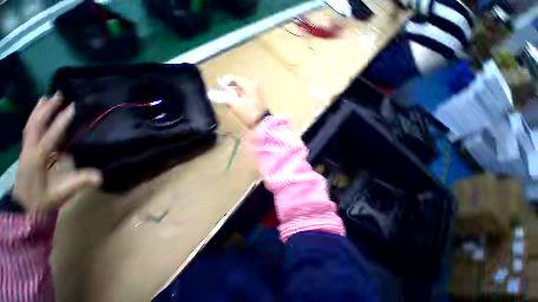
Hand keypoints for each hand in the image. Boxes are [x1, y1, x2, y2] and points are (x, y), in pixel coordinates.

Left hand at [13, 93, 101, 212]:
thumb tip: (100, 176)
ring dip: (39, 110)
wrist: (24, 208)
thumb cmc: (43, 200)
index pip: (50, 135)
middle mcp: (30, 150)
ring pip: (30, 125)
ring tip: (47, 97)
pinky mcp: (26, 151)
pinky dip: (34, 119)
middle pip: (36, 124)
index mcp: (38, 158)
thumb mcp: (61, 194)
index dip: (61, 121)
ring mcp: (26, 149)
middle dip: (46, 109)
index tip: (73, 108)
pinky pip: (30, 130)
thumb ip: (78, 183)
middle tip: (59, 95)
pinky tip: (39, 113)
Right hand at [210, 76, 267, 127]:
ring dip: (236, 95)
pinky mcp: (259, 99)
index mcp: (249, 85)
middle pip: (239, 85)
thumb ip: (223, 97)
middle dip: (231, 90)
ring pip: (243, 91)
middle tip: (225, 96)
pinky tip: (239, 105)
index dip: (226, 81)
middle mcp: (255, 86)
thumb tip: (210, 93)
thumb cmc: (249, 112)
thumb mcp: (235, 104)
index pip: (235, 79)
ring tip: (231, 102)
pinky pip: (247, 96)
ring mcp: (258, 93)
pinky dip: (242, 98)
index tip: (219, 86)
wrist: (263, 123)